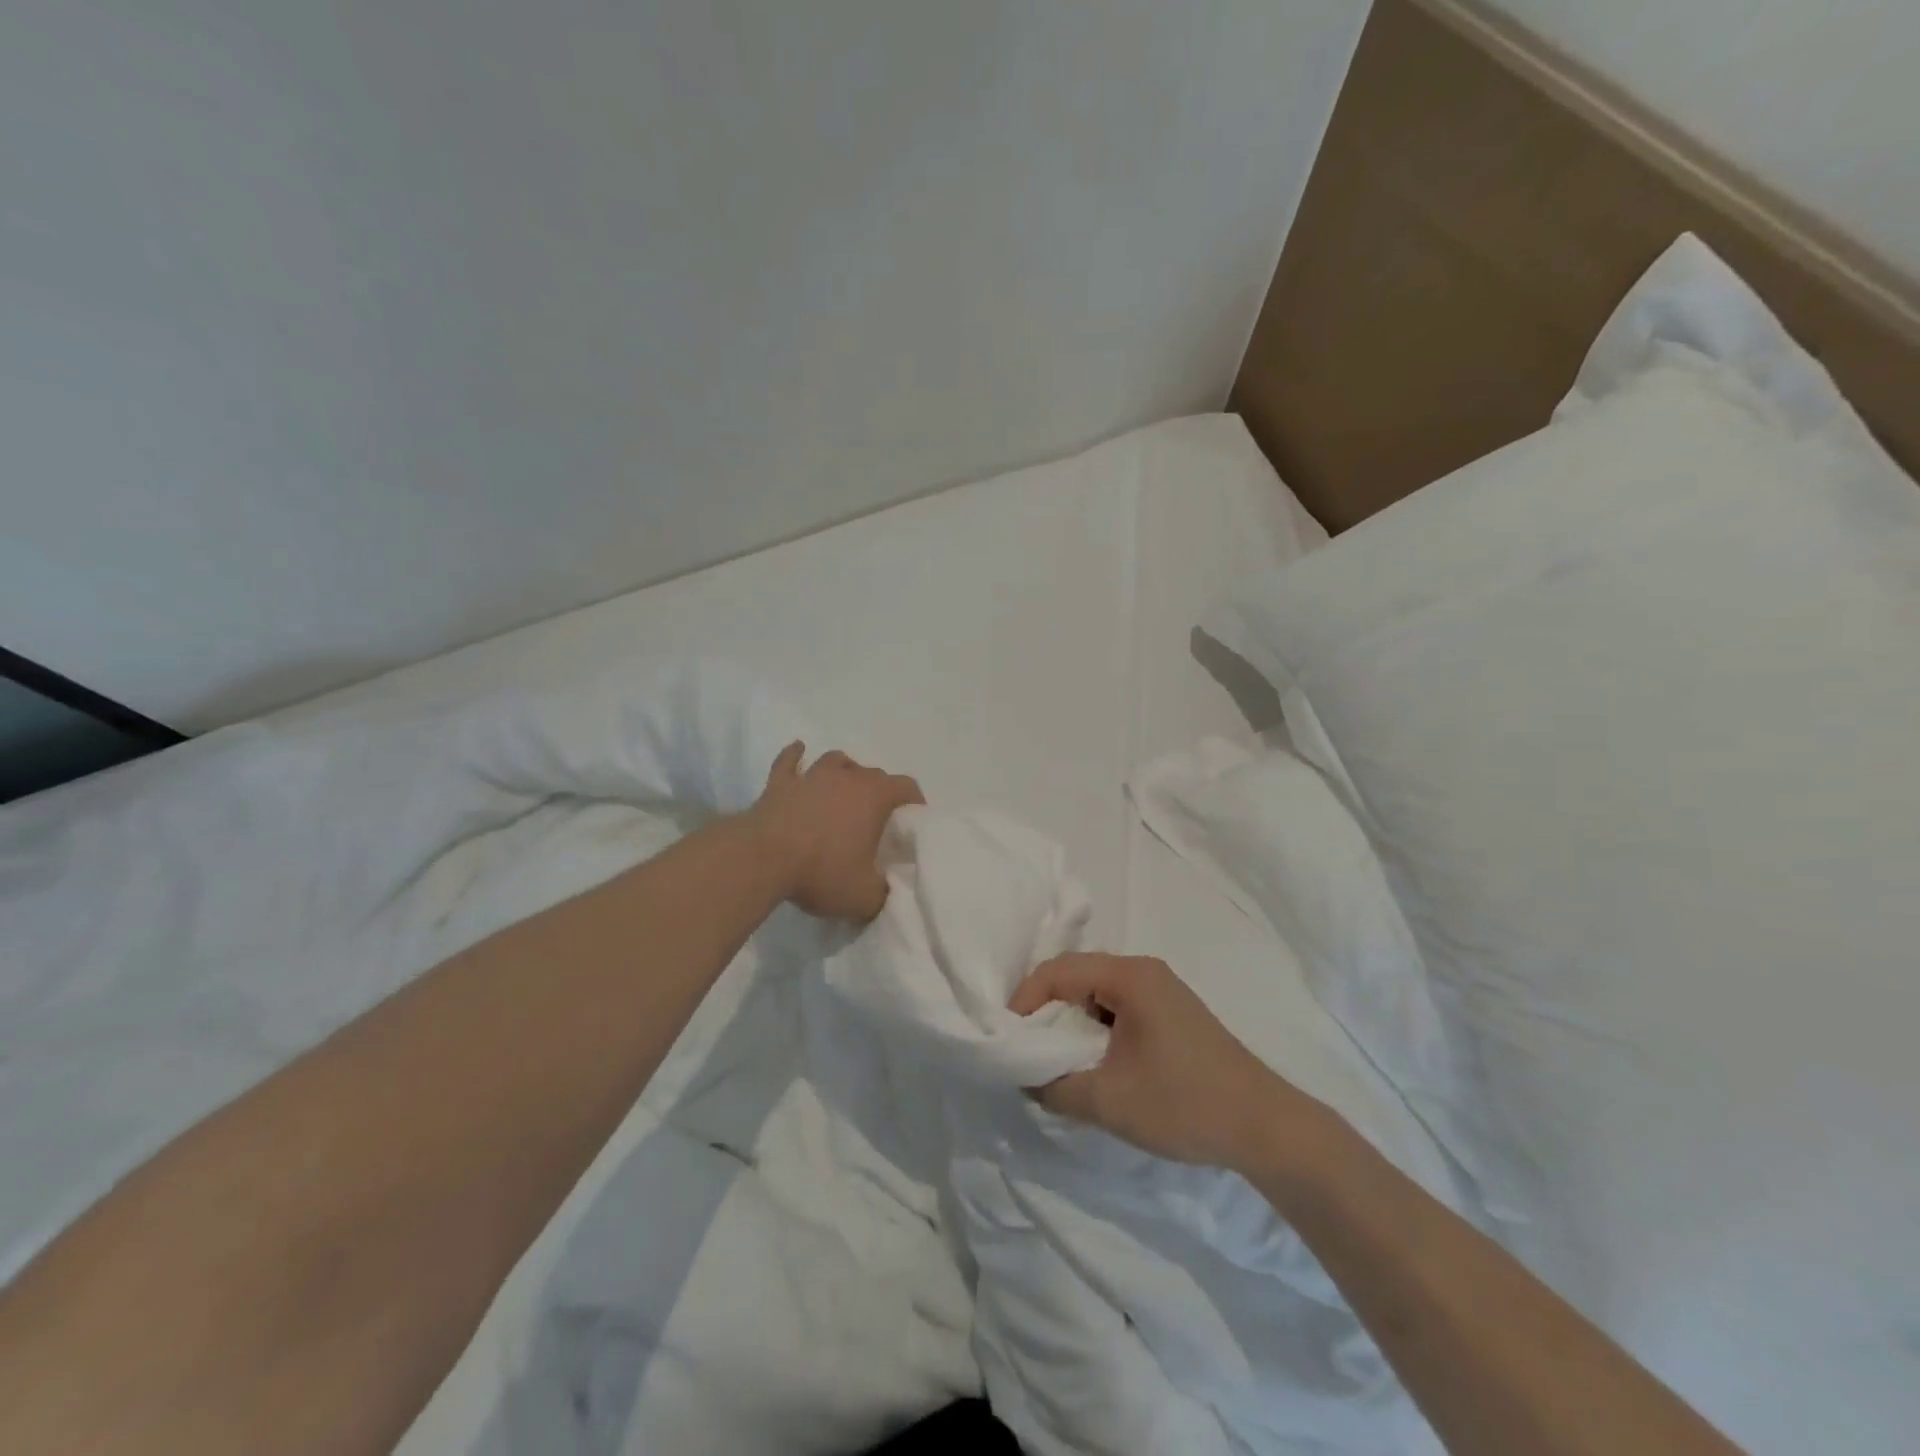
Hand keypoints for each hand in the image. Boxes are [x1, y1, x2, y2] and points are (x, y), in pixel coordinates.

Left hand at [747, 742, 923, 922]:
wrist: (762, 859)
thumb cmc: (821, 872)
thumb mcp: (864, 897)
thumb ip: (882, 892)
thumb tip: (884, 889)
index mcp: (874, 796)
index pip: (906, 786)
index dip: (914, 801)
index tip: (913, 818)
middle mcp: (846, 777)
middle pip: (872, 773)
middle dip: (879, 791)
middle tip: (876, 817)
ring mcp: (811, 776)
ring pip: (835, 760)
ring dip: (844, 771)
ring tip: (844, 787)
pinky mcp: (779, 783)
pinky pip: (789, 761)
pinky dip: (795, 756)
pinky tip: (798, 752)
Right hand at [1008, 953, 1323, 1171]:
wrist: (1266, 1127)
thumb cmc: (1185, 1104)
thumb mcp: (1108, 1100)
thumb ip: (1054, 1085)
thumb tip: (1023, 1076)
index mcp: (1130, 976)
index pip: (1058, 971)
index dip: (1025, 1000)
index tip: (1008, 1037)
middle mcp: (1144, 971)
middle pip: (1076, 976)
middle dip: (1045, 1010)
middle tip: (1025, 1048)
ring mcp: (1161, 991)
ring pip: (1096, 993)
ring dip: (1070, 1021)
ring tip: (1053, 1058)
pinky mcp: (1171, 1014)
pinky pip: (1118, 1008)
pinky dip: (1095, 1028)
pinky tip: (1092, 1062)